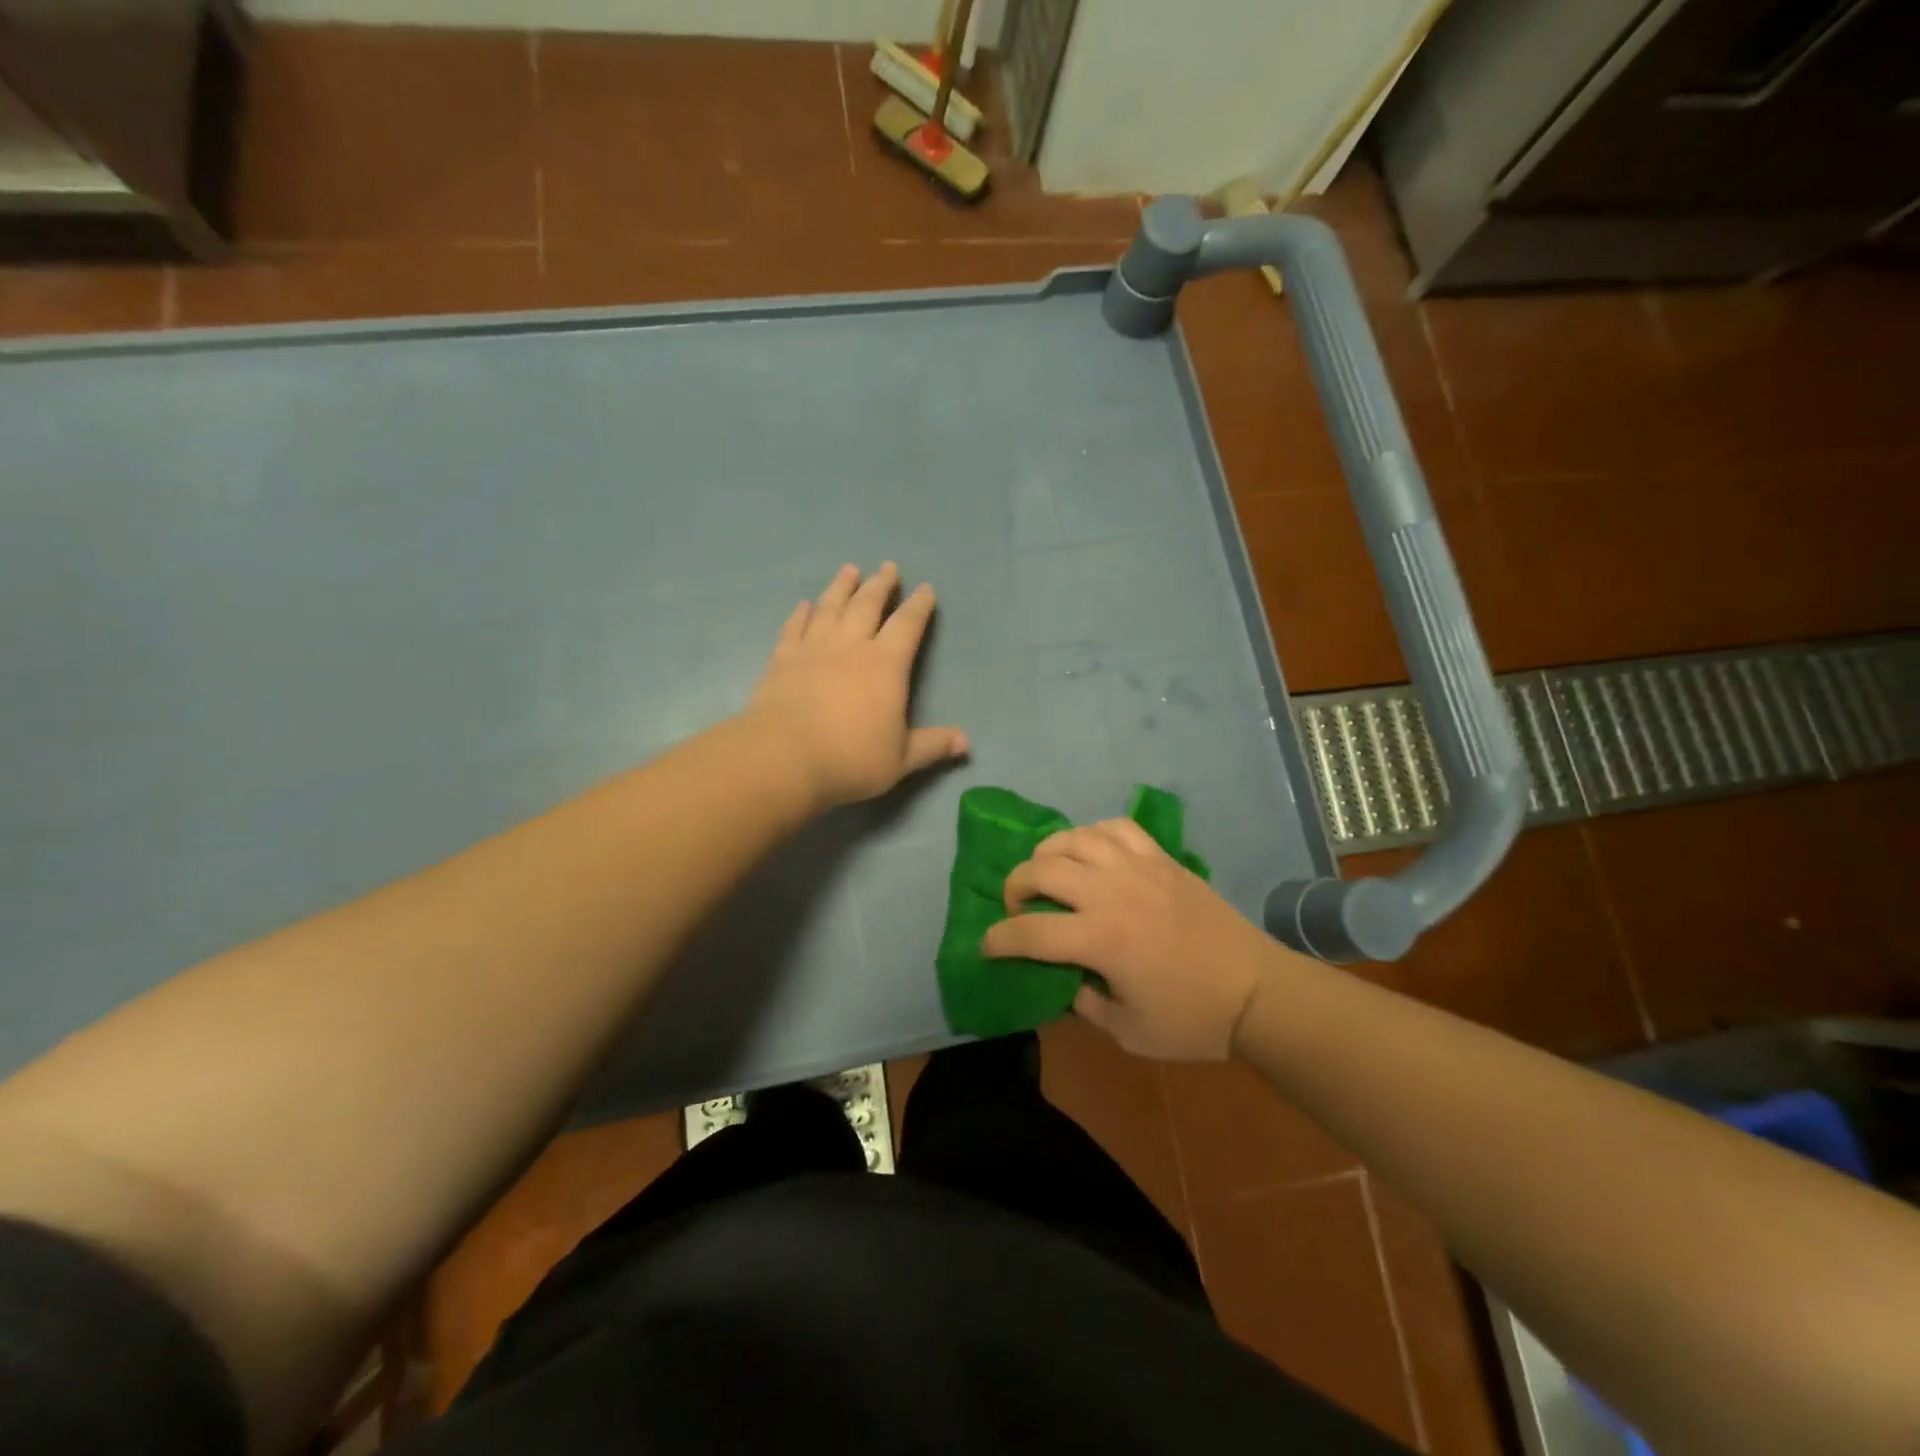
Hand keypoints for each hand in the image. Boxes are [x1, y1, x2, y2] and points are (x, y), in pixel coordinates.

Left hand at [747, 562, 967, 811]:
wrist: (784, 758)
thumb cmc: (850, 759)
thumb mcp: (900, 759)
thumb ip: (932, 745)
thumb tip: (966, 742)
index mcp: (886, 665)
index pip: (908, 626)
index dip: (919, 606)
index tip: (926, 589)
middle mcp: (851, 646)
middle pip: (868, 605)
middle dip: (881, 585)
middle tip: (888, 567)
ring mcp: (813, 649)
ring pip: (830, 607)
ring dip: (841, 586)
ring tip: (849, 569)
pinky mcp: (782, 660)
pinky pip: (794, 628)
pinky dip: (800, 614)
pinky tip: (804, 605)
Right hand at [983, 818, 1295, 1060]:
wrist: (1258, 992)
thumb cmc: (1193, 1020)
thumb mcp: (1128, 1032)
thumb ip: (1084, 1003)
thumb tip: (1063, 979)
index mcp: (1101, 940)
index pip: (1029, 932)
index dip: (998, 939)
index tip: (987, 947)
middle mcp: (1112, 893)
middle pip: (1042, 870)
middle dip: (1015, 886)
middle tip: (1017, 907)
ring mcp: (1139, 868)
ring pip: (1074, 838)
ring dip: (1049, 854)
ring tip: (1049, 874)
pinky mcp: (1162, 858)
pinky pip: (1116, 827)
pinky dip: (1093, 834)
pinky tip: (1091, 852)